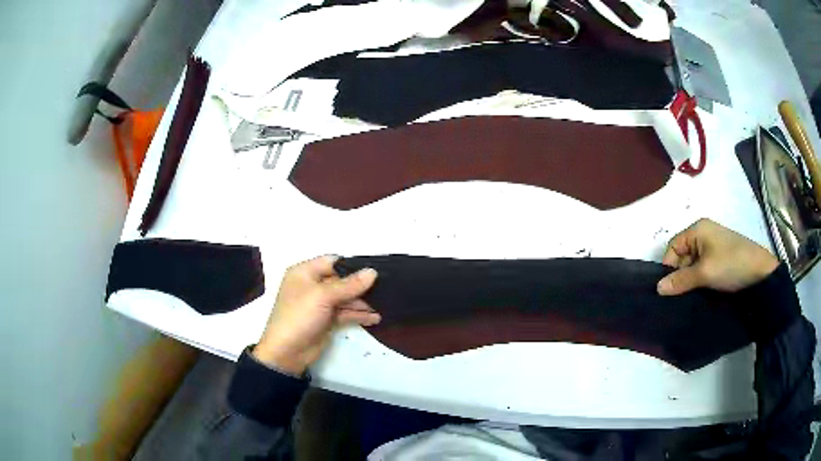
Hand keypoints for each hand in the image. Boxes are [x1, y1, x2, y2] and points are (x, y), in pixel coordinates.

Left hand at [253, 255, 380, 374]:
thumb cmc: (299, 316)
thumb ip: (349, 285)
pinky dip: (359, 315)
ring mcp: (320, 304)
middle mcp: (312, 285)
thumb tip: (373, 272)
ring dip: (363, 302)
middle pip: (341, 280)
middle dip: (361, 285)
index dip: (353, 265)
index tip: (377, 269)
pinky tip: (376, 317)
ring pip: (345, 298)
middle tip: (386, 287)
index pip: (333, 262)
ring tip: (385, 304)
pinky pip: (346, 313)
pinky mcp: (327, 320)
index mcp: (304, 272)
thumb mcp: (323, 296)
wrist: (287, 352)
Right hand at [657, 219, 778, 295]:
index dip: (669, 267)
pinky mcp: (721, 256)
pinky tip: (703, 290)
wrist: (760, 272)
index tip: (671, 289)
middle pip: (682, 255)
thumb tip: (658, 288)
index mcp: (698, 229)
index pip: (673, 247)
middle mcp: (704, 233)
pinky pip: (703, 266)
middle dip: (681, 274)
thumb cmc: (731, 265)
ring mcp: (713, 245)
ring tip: (694, 294)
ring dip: (691, 279)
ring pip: (693, 263)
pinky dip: (701, 278)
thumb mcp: (705, 273)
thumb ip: (681, 280)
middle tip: (684, 294)